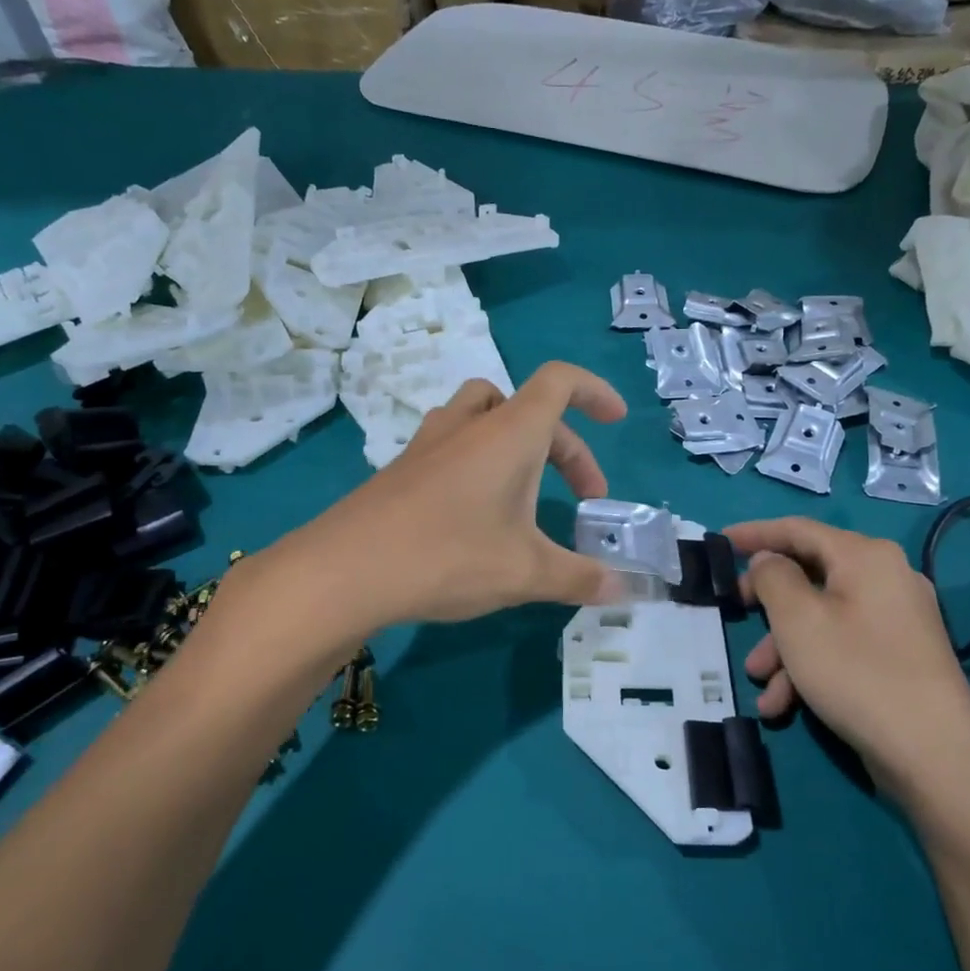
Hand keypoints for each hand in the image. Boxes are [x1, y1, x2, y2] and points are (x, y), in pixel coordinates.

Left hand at [283, 362, 629, 627]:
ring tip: (527, 491)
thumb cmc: (449, 556)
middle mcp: (469, 425)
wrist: (345, 570)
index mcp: (510, 433)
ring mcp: (430, 444)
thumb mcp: (526, 573)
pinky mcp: (402, 469)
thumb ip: (580, 577)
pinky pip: (454, 447)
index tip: (617, 420)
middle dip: (567, 449)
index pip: (560, 381)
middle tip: (584, 498)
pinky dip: (481, 465)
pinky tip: (477, 515)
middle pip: (530, 410)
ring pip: (484, 418)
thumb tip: (624, 589)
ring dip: (518, 445)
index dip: (595, 391)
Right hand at [726, 517, 969, 809]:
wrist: (933, 754)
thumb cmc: (856, 672)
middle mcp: (886, 578)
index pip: (799, 529)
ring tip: (760, 681)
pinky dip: (810, 666)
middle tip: (735, 613)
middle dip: (768, 603)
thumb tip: (768, 560)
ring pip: (823, 617)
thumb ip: (773, 578)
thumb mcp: (798, 620)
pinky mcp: (899, 656)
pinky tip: (784, 704)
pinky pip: (843, 645)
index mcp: (866, 556)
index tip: (720, 542)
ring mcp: (897, 619)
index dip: (756, 533)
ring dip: (784, 646)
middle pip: (811, 575)